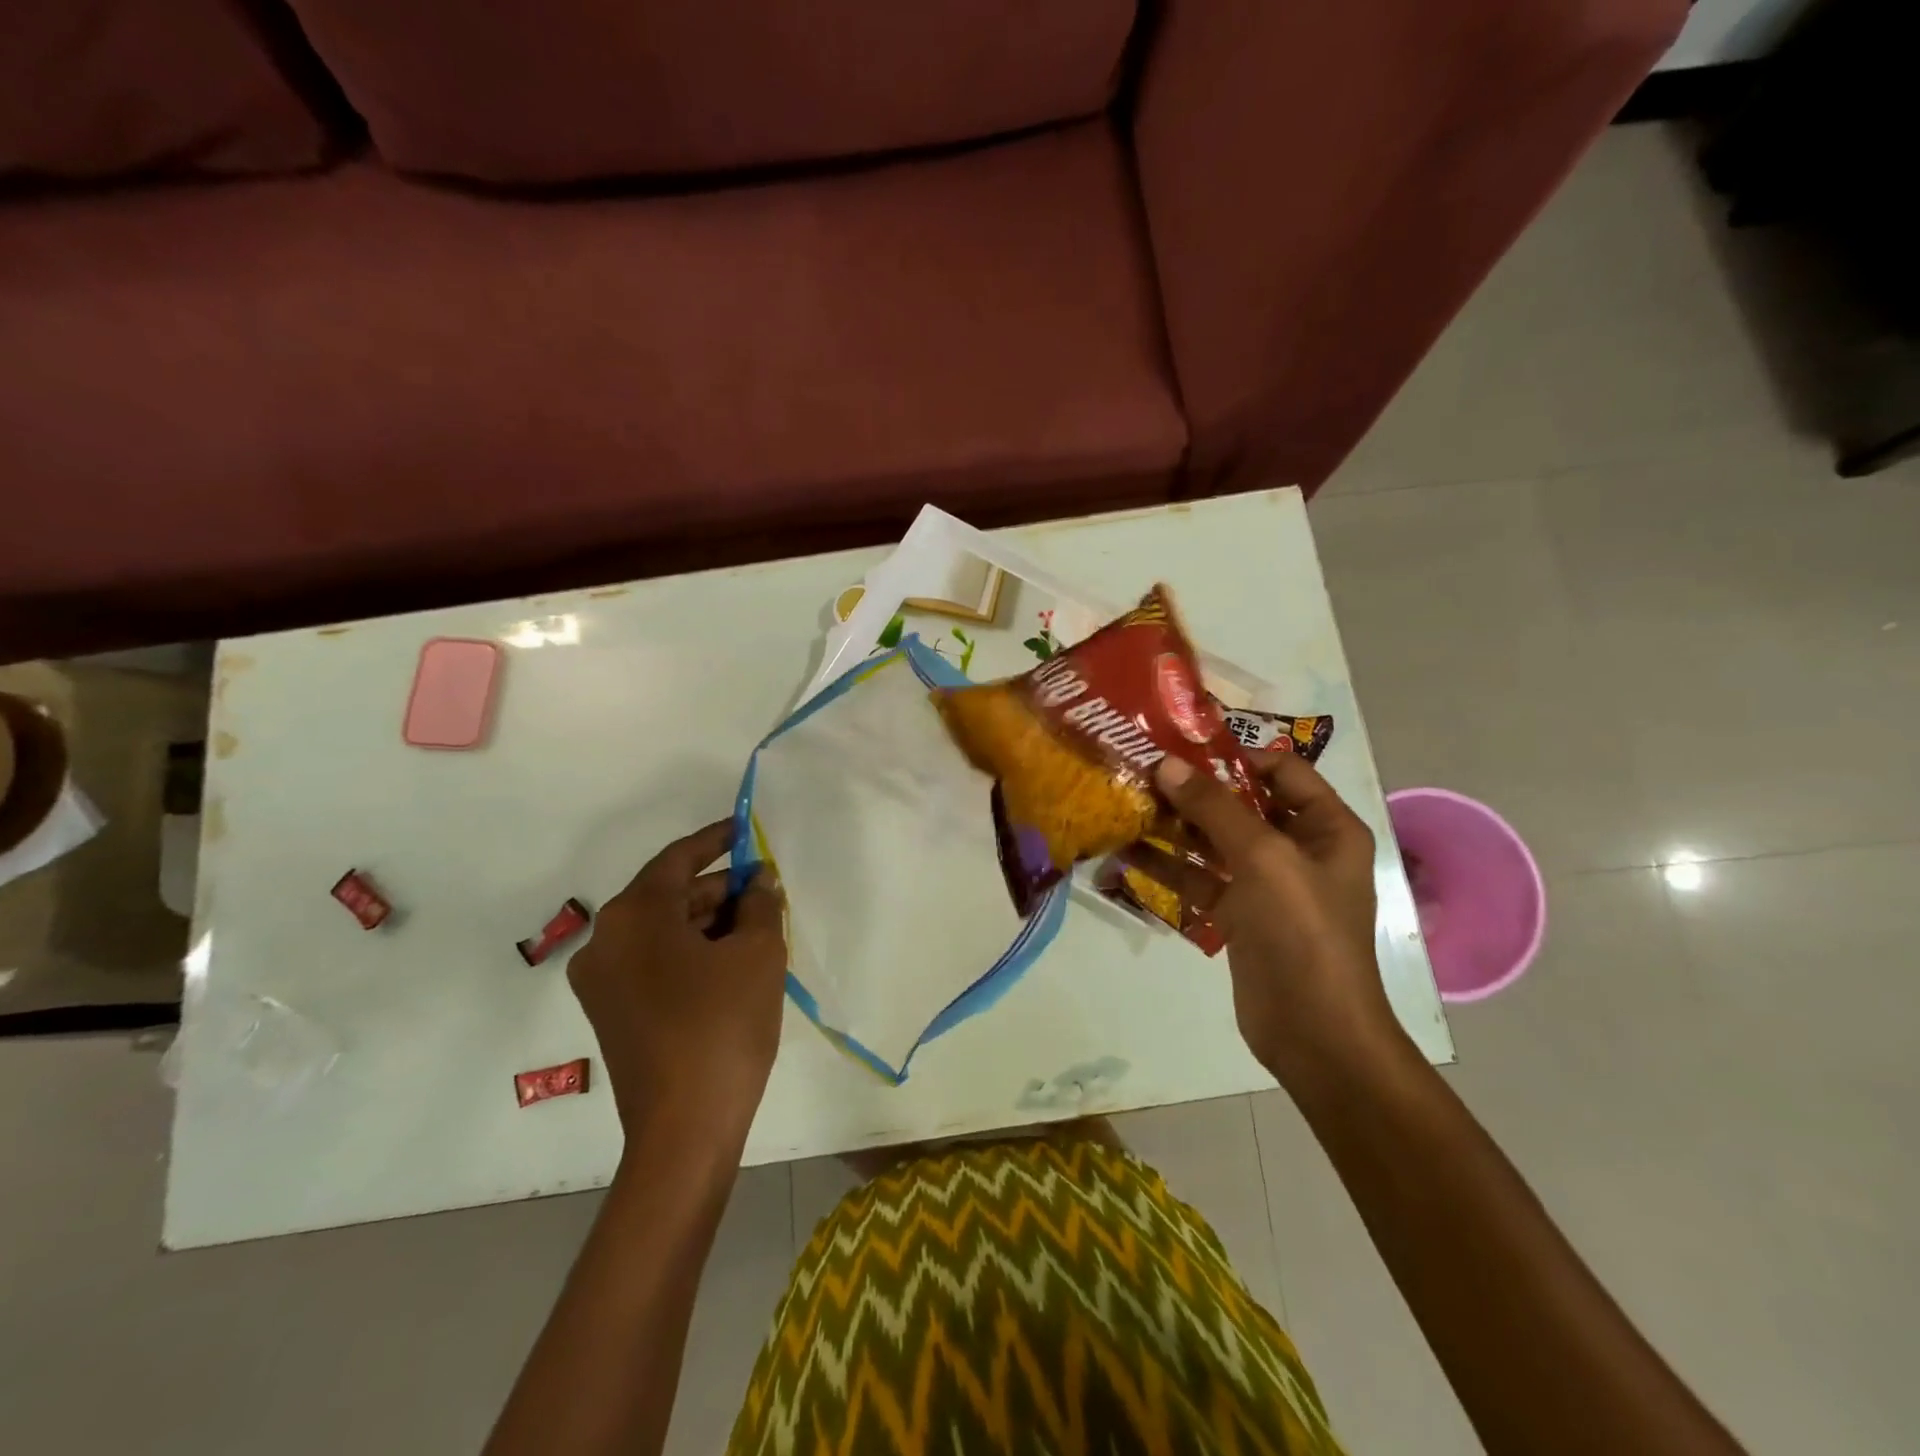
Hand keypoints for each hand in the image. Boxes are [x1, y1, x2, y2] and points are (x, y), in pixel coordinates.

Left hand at [567, 820, 787, 1148]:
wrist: (685, 1130)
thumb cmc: (723, 1026)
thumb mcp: (758, 953)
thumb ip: (761, 903)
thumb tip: (758, 882)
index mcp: (634, 916)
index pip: (678, 859)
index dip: (717, 839)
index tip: (746, 826)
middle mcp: (605, 940)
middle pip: (670, 895)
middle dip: (721, 889)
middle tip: (767, 890)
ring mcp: (602, 981)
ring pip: (664, 931)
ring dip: (710, 923)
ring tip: (760, 926)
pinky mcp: (612, 1012)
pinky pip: (656, 962)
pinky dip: (692, 952)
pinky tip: (734, 961)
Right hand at [1132, 753, 1406, 1090]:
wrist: (1314, 1032)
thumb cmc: (1302, 932)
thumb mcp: (1263, 858)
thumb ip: (1215, 808)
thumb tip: (1167, 764)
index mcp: (1326, 826)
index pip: (1281, 770)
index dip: (1234, 755)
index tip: (1180, 745)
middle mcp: (1299, 847)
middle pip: (1242, 803)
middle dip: (1193, 789)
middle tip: (1140, 771)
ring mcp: (1267, 883)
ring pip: (1215, 840)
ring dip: (1174, 825)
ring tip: (1126, 804)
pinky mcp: (1239, 913)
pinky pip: (1200, 878)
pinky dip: (1168, 866)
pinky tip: (1126, 852)